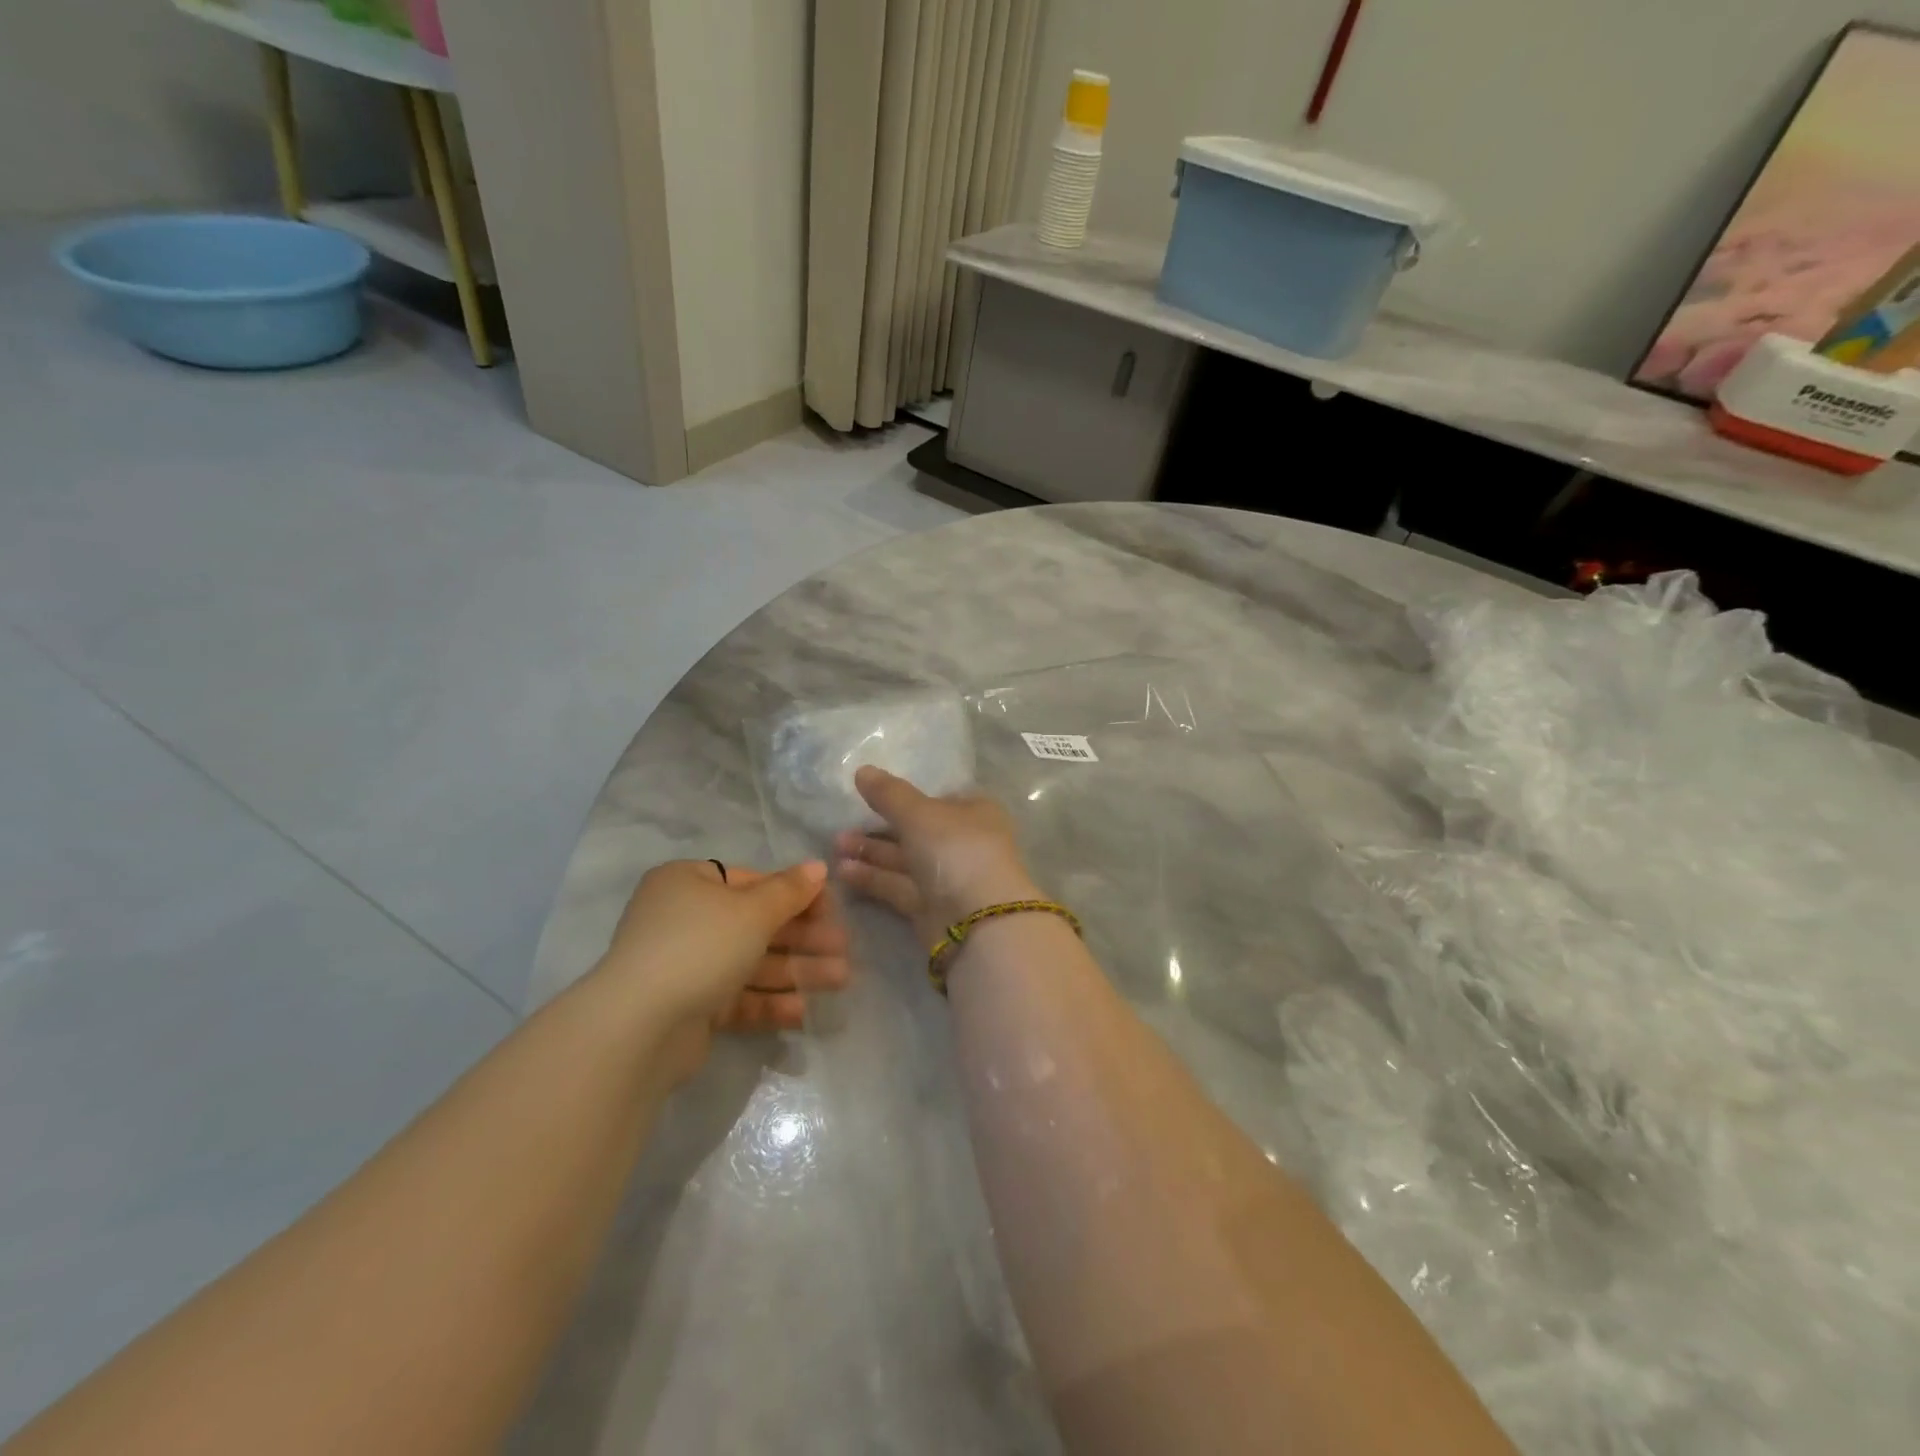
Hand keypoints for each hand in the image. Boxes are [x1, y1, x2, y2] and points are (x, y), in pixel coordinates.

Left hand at [599, 860, 849, 1079]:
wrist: (639, 1028)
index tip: (831, 909)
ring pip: (752, 963)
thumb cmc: (700, 947)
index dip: (794, 895)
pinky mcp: (690, 1008)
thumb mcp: (752, 911)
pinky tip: (804, 1011)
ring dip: (796, 970)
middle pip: (756, 925)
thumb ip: (789, 891)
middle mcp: (684, 920)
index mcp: (689, 883)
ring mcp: (686, 966)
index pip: (751, 882)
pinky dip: (769, 1001)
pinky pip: (737, 998)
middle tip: (844, 948)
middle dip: (803, 938)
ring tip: (841, 980)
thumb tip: (818, 867)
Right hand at [835, 766, 1038, 945]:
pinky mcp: (931, 908)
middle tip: (841, 827)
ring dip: (871, 852)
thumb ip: (889, 793)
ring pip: (904, 860)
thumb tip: (862, 770)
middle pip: (916, 830)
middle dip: (879, 828)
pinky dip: (873, 878)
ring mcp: (948, 877)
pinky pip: (898, 886)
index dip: (907, 797)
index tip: (871, 796)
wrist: (978, 922)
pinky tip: (842, 871)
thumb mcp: (920, 813)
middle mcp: (962, 842)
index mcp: (973, 812)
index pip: (938, 799)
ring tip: (835, 846)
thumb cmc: (956, 851)